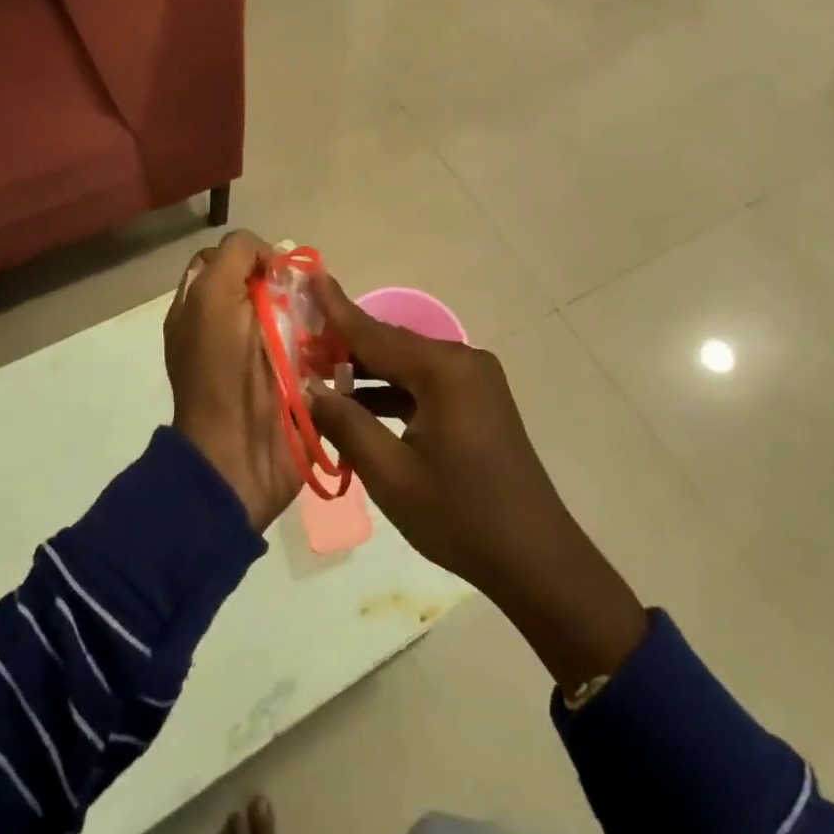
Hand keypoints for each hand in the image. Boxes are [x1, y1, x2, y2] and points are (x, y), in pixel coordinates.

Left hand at [165, 230, 298, 531]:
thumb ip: (235, 258)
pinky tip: (336, 342)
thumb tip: (271, 256)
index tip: (273, 269)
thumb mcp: (212, 297)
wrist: (239, 454)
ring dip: (314, 312)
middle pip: (266, 285)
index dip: (251, 255)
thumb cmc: (221, 371)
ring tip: (328, 316)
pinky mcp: (294, 381)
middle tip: (308, 293)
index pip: (226, 261)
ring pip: (295, 312)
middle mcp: (228, 327)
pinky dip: (327, 341)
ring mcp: (262, 355)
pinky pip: (316, 346)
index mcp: (202, 308)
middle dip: (290, 284)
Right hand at [306, 278, 646, 689]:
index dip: (336, 309)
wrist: (534, 558)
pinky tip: (359, 404)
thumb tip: (309, 388)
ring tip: (317, 375)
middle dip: (346, 345)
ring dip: (367, 372)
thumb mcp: (391, 475)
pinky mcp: (477, 401)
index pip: (376, 333)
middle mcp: (463, 361)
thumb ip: (346, 424)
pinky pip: (425, 384)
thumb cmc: (459, 517)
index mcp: (444, 370)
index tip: (310, 275)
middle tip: (298, 342)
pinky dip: (392, 392)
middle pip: (392, 345)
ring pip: (407, 366)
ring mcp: (474, 380)